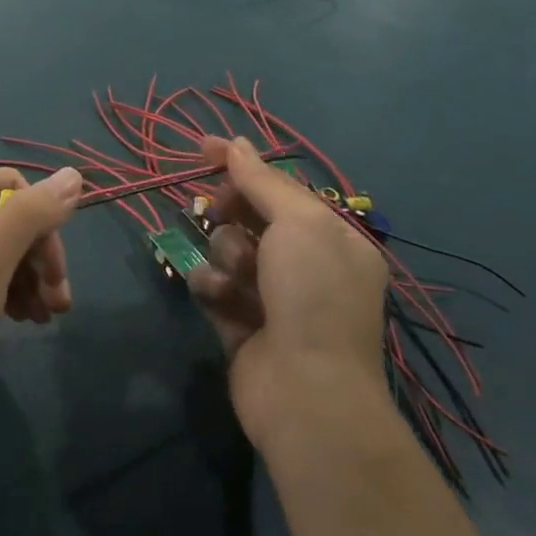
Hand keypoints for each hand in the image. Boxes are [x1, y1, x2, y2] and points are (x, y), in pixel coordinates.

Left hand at [0, 167, 78, 432]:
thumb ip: (28, 218)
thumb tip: (73, 174)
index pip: (11, 186)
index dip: (42, 225)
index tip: (56, 275)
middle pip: (7, 215)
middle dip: (38, 257)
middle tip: (59, 304)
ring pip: (0, 242)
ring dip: (29, 276)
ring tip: (45, 316)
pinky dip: (8, 287)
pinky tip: (23, 316)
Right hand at [188, 138, 388, 449]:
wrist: (306, 393)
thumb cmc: (312, 295)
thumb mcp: (298, 223)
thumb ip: (262, 181)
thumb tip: (236, 143)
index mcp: (331, 237)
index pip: (280, 186)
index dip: (242, 164)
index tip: (203, 147)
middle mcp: (304, 263)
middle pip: (249, 215)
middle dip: (232, 213)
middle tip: (221, 212)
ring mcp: (270, 295)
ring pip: (226, 247)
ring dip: (226, 255)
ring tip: (239, 278)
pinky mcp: (238, 322)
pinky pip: (212, 284)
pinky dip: (213, 288)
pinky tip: (221, 301)